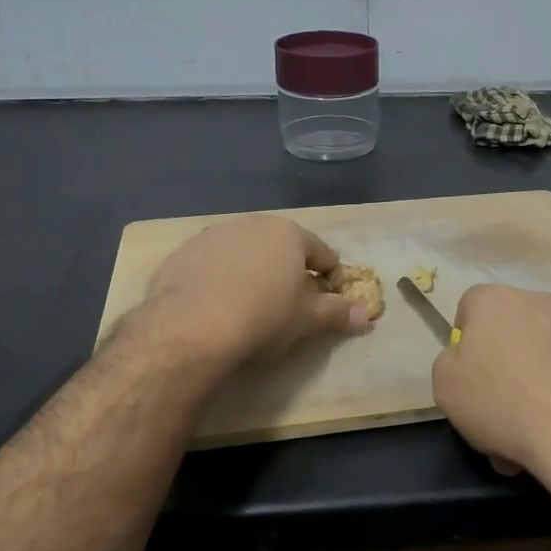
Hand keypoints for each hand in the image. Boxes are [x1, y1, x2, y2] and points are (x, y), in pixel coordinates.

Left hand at [146, 215, 371, 365]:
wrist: (190, 327)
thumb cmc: (263, 317)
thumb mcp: (307, 320)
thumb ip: (338, 313)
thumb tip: (366, 315)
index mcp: (289, 233)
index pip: (322, 252)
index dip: (331, 277)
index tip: (329, 299)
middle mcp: (253, 224)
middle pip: (281, 247)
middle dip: (289, 270)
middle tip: (290, 303)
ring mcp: (214, 235)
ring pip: (245, 252)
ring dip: (253, 271)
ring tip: (250, 304)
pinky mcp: (183, 252)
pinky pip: (212, 263)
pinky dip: (220, 278)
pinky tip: (217, 305)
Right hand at [431, 285, 550, 492]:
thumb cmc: (501, 402)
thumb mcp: (445, 386)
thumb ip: (449, 361)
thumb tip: (465, 357)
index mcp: (495, 300)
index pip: (470, 307)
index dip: (466, 341)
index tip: (469, 375)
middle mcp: (538, 301)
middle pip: (510, 331)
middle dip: (503, 364)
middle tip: (499, 409)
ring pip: (544, 353)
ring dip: (535, 381)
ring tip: (532, 428)